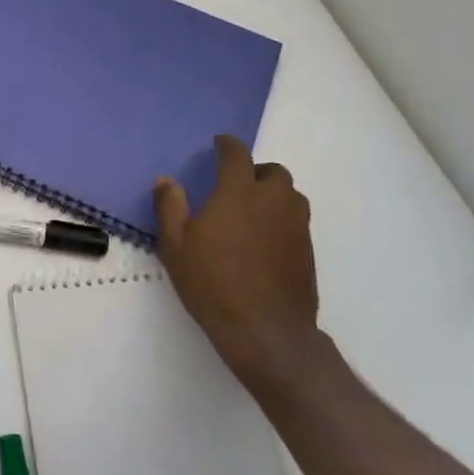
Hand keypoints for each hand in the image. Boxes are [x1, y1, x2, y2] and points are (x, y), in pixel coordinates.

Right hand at [154, 136, 322, 395]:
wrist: (265, 330)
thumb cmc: (212, 283)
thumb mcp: (176, 245)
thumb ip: (169, 207)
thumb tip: (165, 180)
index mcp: (238, 193)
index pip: (237, 155)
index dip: (227, 145)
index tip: (219, 144)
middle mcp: (273, 201)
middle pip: (273, 172)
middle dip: (256, 171)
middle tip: (236, 185)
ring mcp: (296, 226)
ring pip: (290, 195)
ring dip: (273, 194)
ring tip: (252, 211)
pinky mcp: (308, 250)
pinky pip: (296, 221)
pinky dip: (282, 219)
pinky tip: (264, 240)